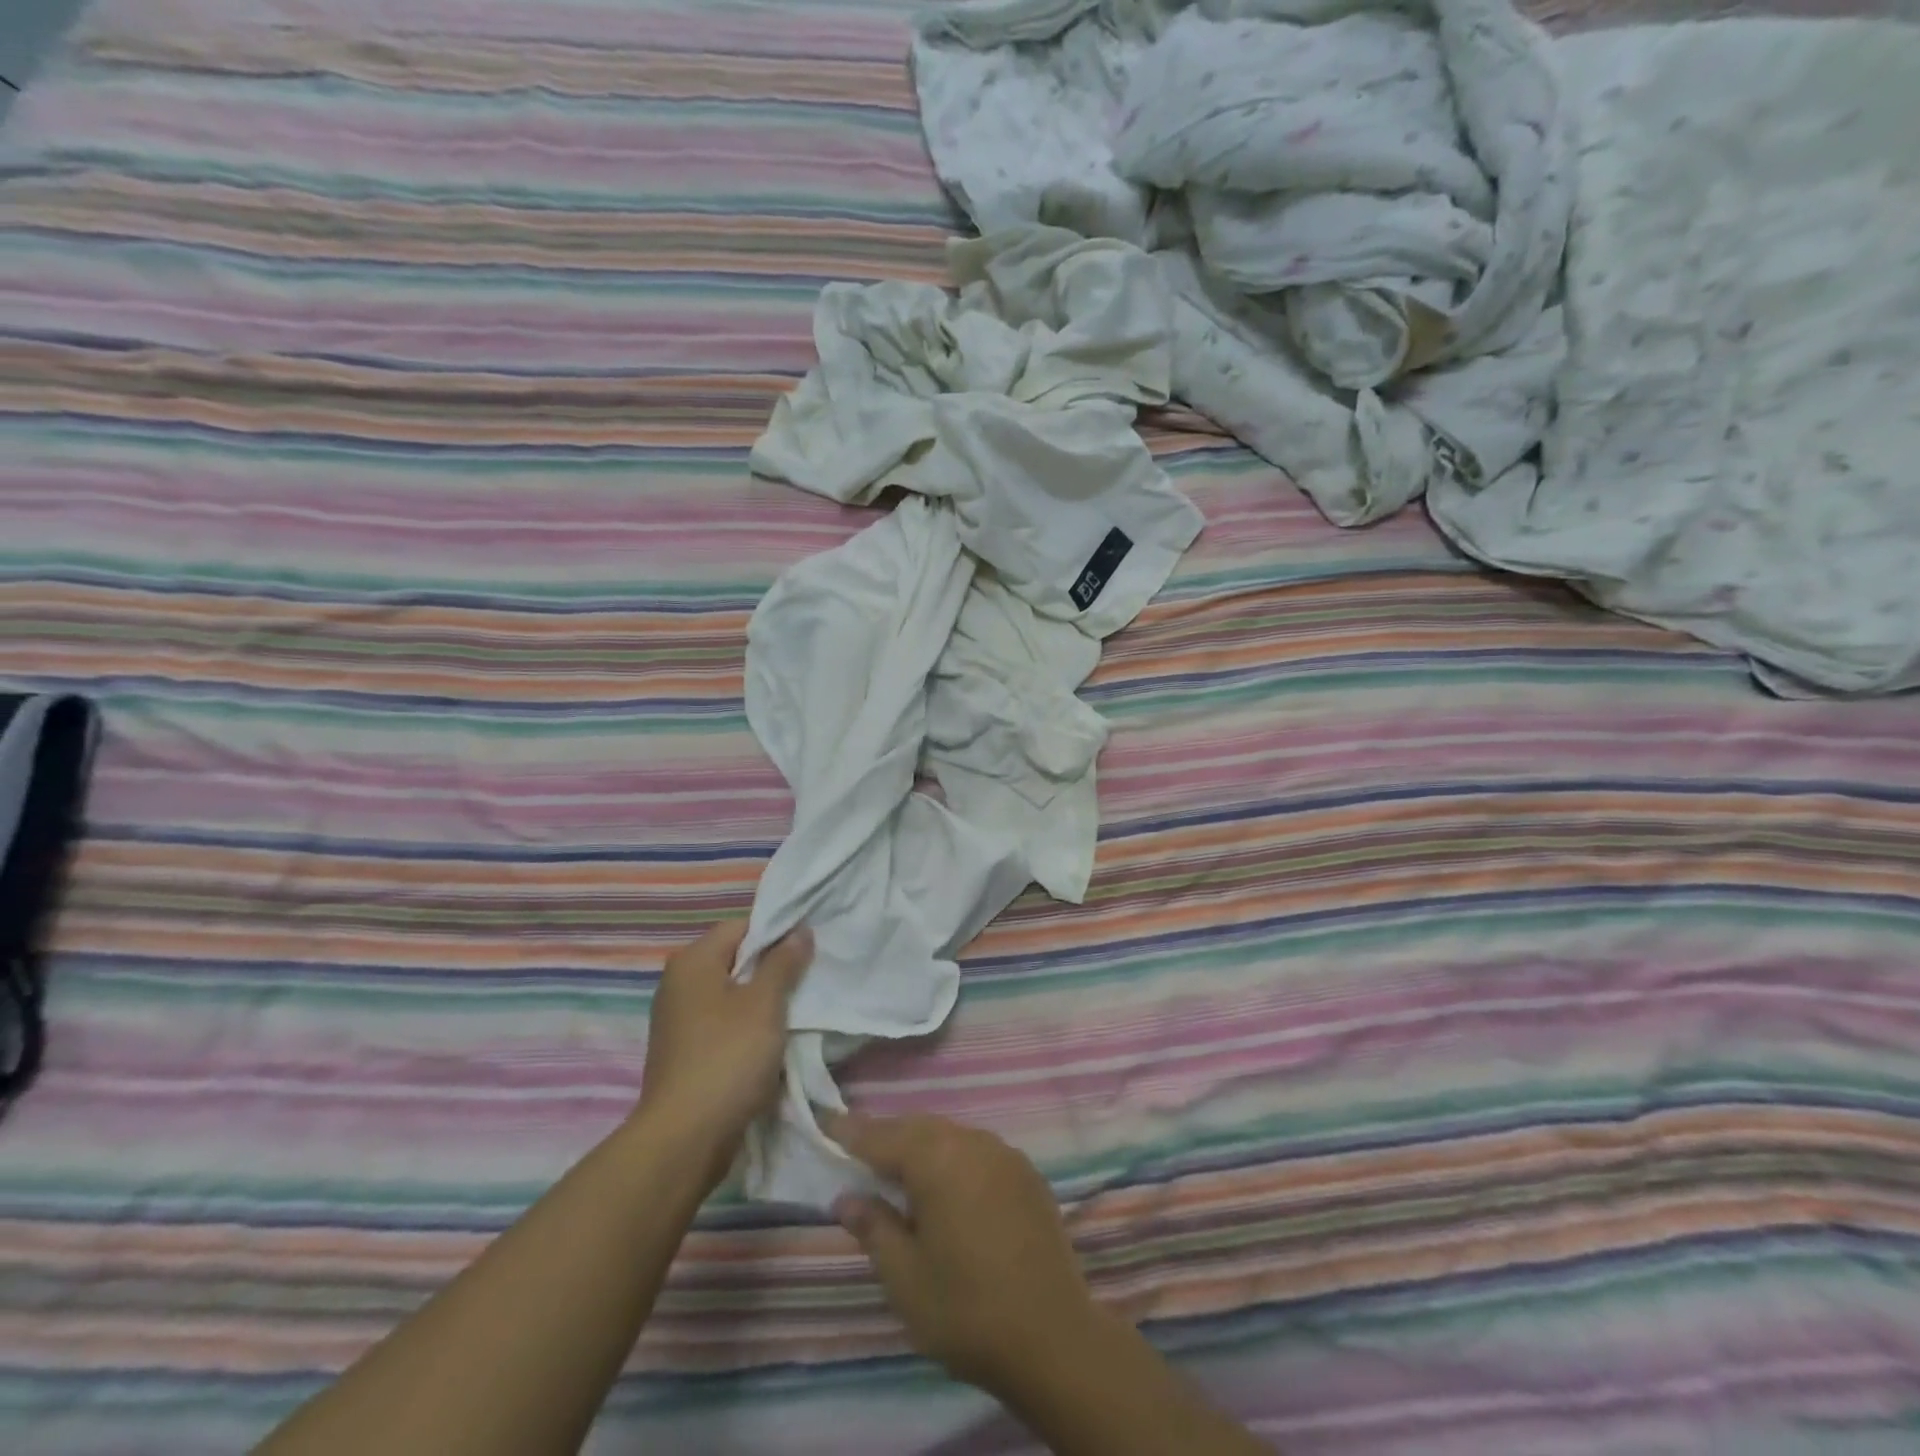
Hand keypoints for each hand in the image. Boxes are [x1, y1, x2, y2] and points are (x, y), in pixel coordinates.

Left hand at [636, 920, 811, 1178]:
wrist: (685, 1138)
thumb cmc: (728, 1057)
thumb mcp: (765, 1003)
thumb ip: (784, 962)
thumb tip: (800, 930)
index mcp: (692, 961)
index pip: (741, 927)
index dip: (776, 933)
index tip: (807, 949)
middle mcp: (678, 983)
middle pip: (735, 959)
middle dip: (771, 968)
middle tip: (807, 979)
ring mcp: (678, 1020)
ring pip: (731, 994)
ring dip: (761, 1000)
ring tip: (795, 1010)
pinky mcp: (684, 1051)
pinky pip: (722, 1023)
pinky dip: (746, 1026)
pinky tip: (770, 1041)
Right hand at [829, 1113, 1097, 1396]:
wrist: (1053, 1336)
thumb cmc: (966, 1309)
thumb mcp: (904, 1277)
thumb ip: (874, 1228)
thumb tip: (846, 1197)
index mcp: (937, 1160)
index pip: (882, 1136)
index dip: (851, 1131)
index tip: (826, 1121)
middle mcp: (972, 1143)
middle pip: (919, 1127)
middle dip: (888, 1135)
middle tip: (859, 1149)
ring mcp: (1004, 1155)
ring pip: (951, 1135)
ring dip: (922, 1144)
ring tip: (901, 1168)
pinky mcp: (1027, 1174)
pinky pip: (978, 1150)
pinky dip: (954, 1157)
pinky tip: (949, 1184)